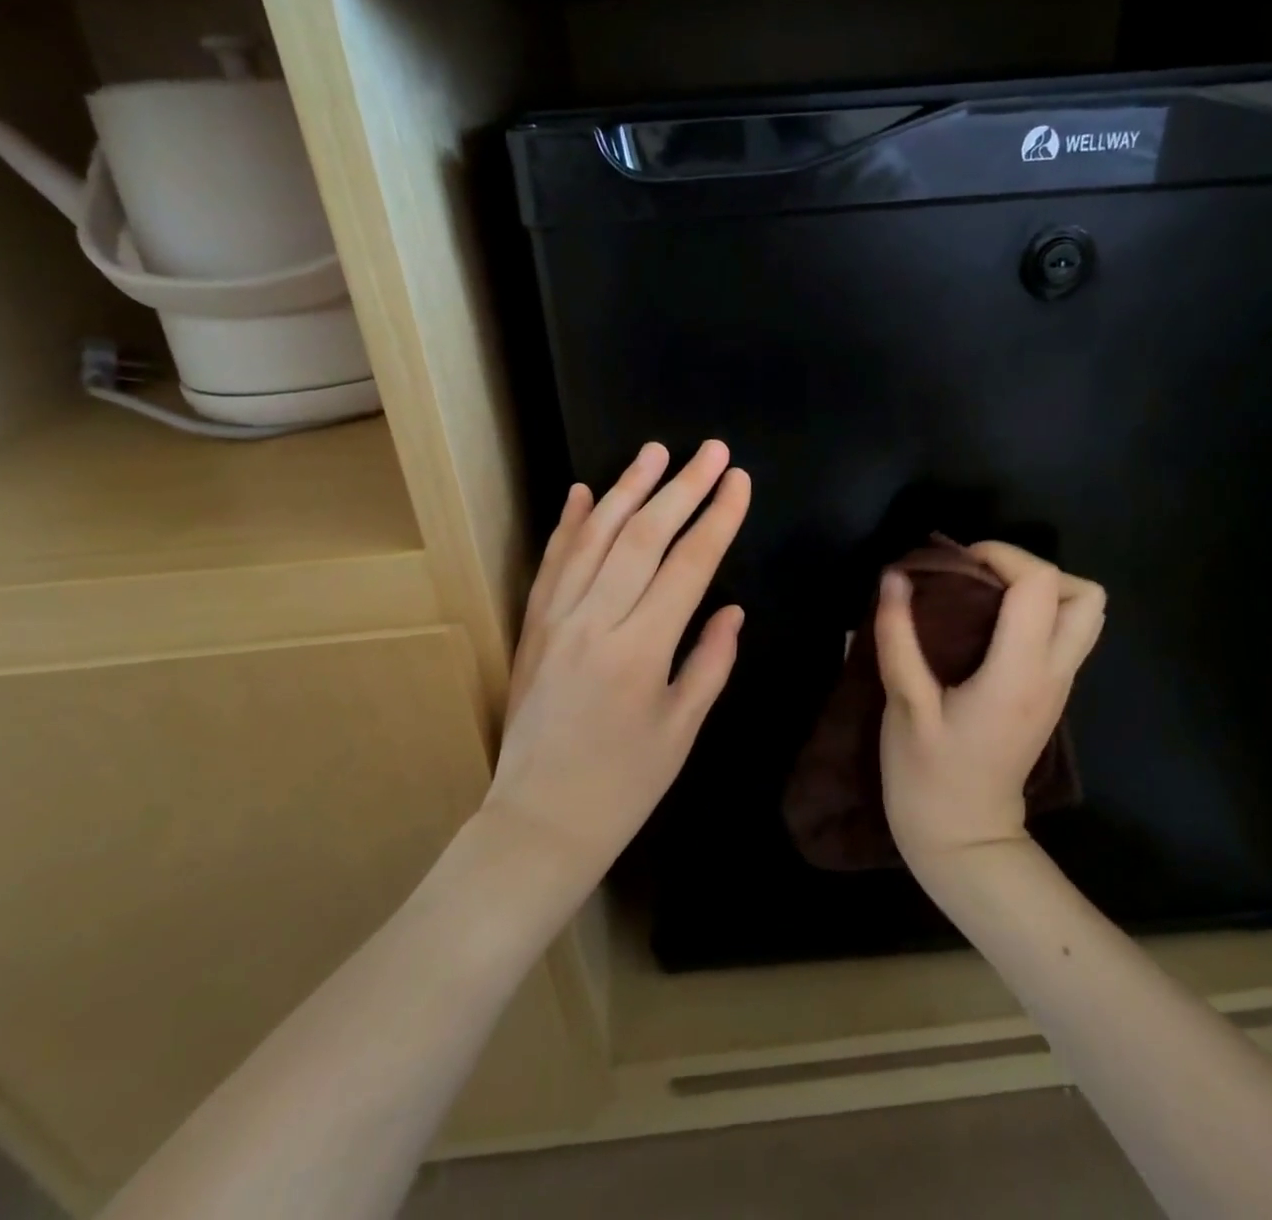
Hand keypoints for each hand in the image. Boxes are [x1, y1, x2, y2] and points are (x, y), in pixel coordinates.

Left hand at [483, 441, 750, 895]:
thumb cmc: (623, 786)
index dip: (718, 518)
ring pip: (595, 538)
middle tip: (711, 450)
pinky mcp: (532, 626)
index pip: (688, 565)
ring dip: (628, 489)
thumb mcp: (681, 730)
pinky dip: (569, 524)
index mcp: (641, 650)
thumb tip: (732, 609)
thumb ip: (710, 662)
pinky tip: (585, 492)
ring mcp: (557, 620)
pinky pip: (552, 563)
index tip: (739, 481)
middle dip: (683, 487)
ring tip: (655, 452)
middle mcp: (596, 622)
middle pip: (644, 537)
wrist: (538, 821)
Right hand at [875, 541, 1105, 868]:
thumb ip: (899, 636)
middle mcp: (1053, 675)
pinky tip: (986, 628)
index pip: (1041, 585)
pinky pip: (1063, 635)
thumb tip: (895, 576)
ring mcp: (1058, 688)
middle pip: (1087, 595)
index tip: (956, 565)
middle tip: (981, 579)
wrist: (964, 840)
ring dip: (1041, 592)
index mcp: (1019, 674)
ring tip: (986, 599)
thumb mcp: (905, 705)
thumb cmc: (930, 776)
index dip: (1001, 556)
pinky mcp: (1049, 696)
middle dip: (1035, 571)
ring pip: (1084, 616)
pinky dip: (1035, 614)